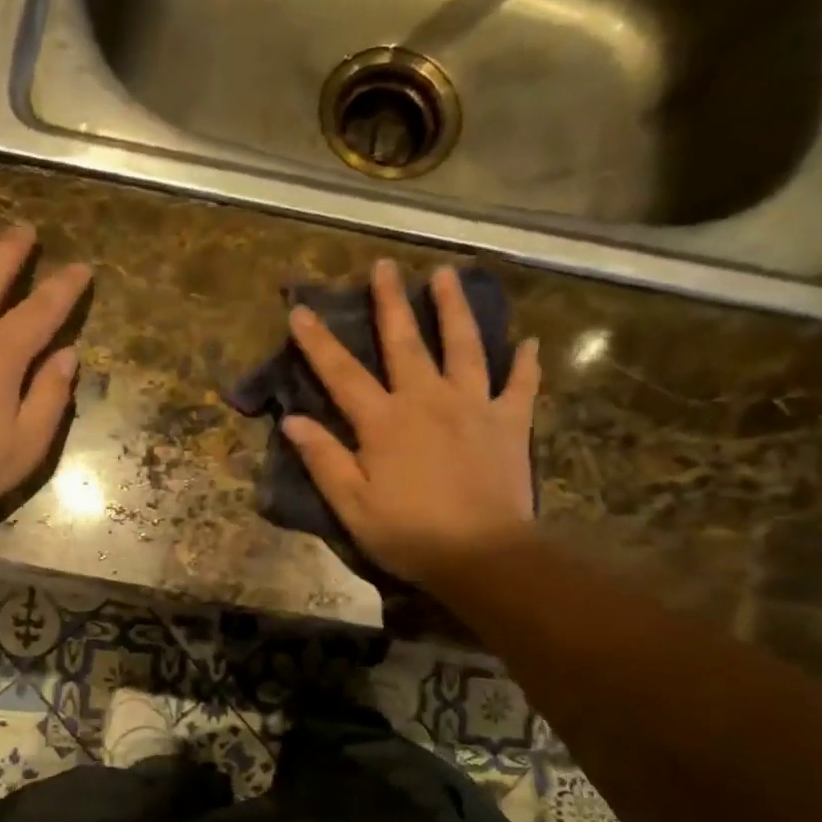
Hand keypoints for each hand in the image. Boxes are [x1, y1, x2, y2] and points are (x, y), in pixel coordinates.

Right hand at [282, 260, 540, 592]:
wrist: (483, 555)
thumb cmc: (410, 534)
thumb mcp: (352, 505)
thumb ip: (324, 459)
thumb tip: (292, 420)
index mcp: (384, 422)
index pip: (342, 374)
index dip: (318, 342)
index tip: (301, 310)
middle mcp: (427, 400)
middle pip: (405, 342)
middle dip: (390, 302)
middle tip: (384, 266)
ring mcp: (473, 407)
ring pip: (464, 347)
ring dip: (453, 309)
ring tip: (447, 276)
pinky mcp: (510, 423)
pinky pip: (520, 386)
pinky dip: (525, 363)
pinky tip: (529, 342)